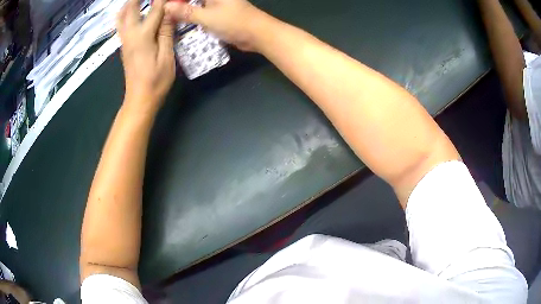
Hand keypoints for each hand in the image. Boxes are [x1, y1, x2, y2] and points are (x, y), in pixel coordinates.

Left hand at [117, 0, 174, 111]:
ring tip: (140, 1)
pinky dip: (127, 13)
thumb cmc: (156, 81)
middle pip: (129, 9)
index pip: (155, 9)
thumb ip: (167, 32)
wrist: (139, 100)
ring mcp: (124, 41)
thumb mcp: (166, 56)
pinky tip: (136, 11)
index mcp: (142, 37)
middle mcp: (129, 35)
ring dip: (129, 4)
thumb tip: (170, 11)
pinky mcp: (124, 47)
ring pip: (121, 16)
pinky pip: (122, 24)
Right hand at [164, 0, 269, 51]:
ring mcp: (216, 2)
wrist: (258, 34)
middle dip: (178, 3)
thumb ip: (185, 11)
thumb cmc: (233, 22)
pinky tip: (180, 18)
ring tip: (167, 14)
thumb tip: (165, 6)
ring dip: (183, 8)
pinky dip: (191, 13)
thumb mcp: (206, 17)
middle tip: (163, 9)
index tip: (163, 3)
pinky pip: (200, 10)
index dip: (175, 0)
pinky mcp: (218, 12)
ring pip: (195, 3)